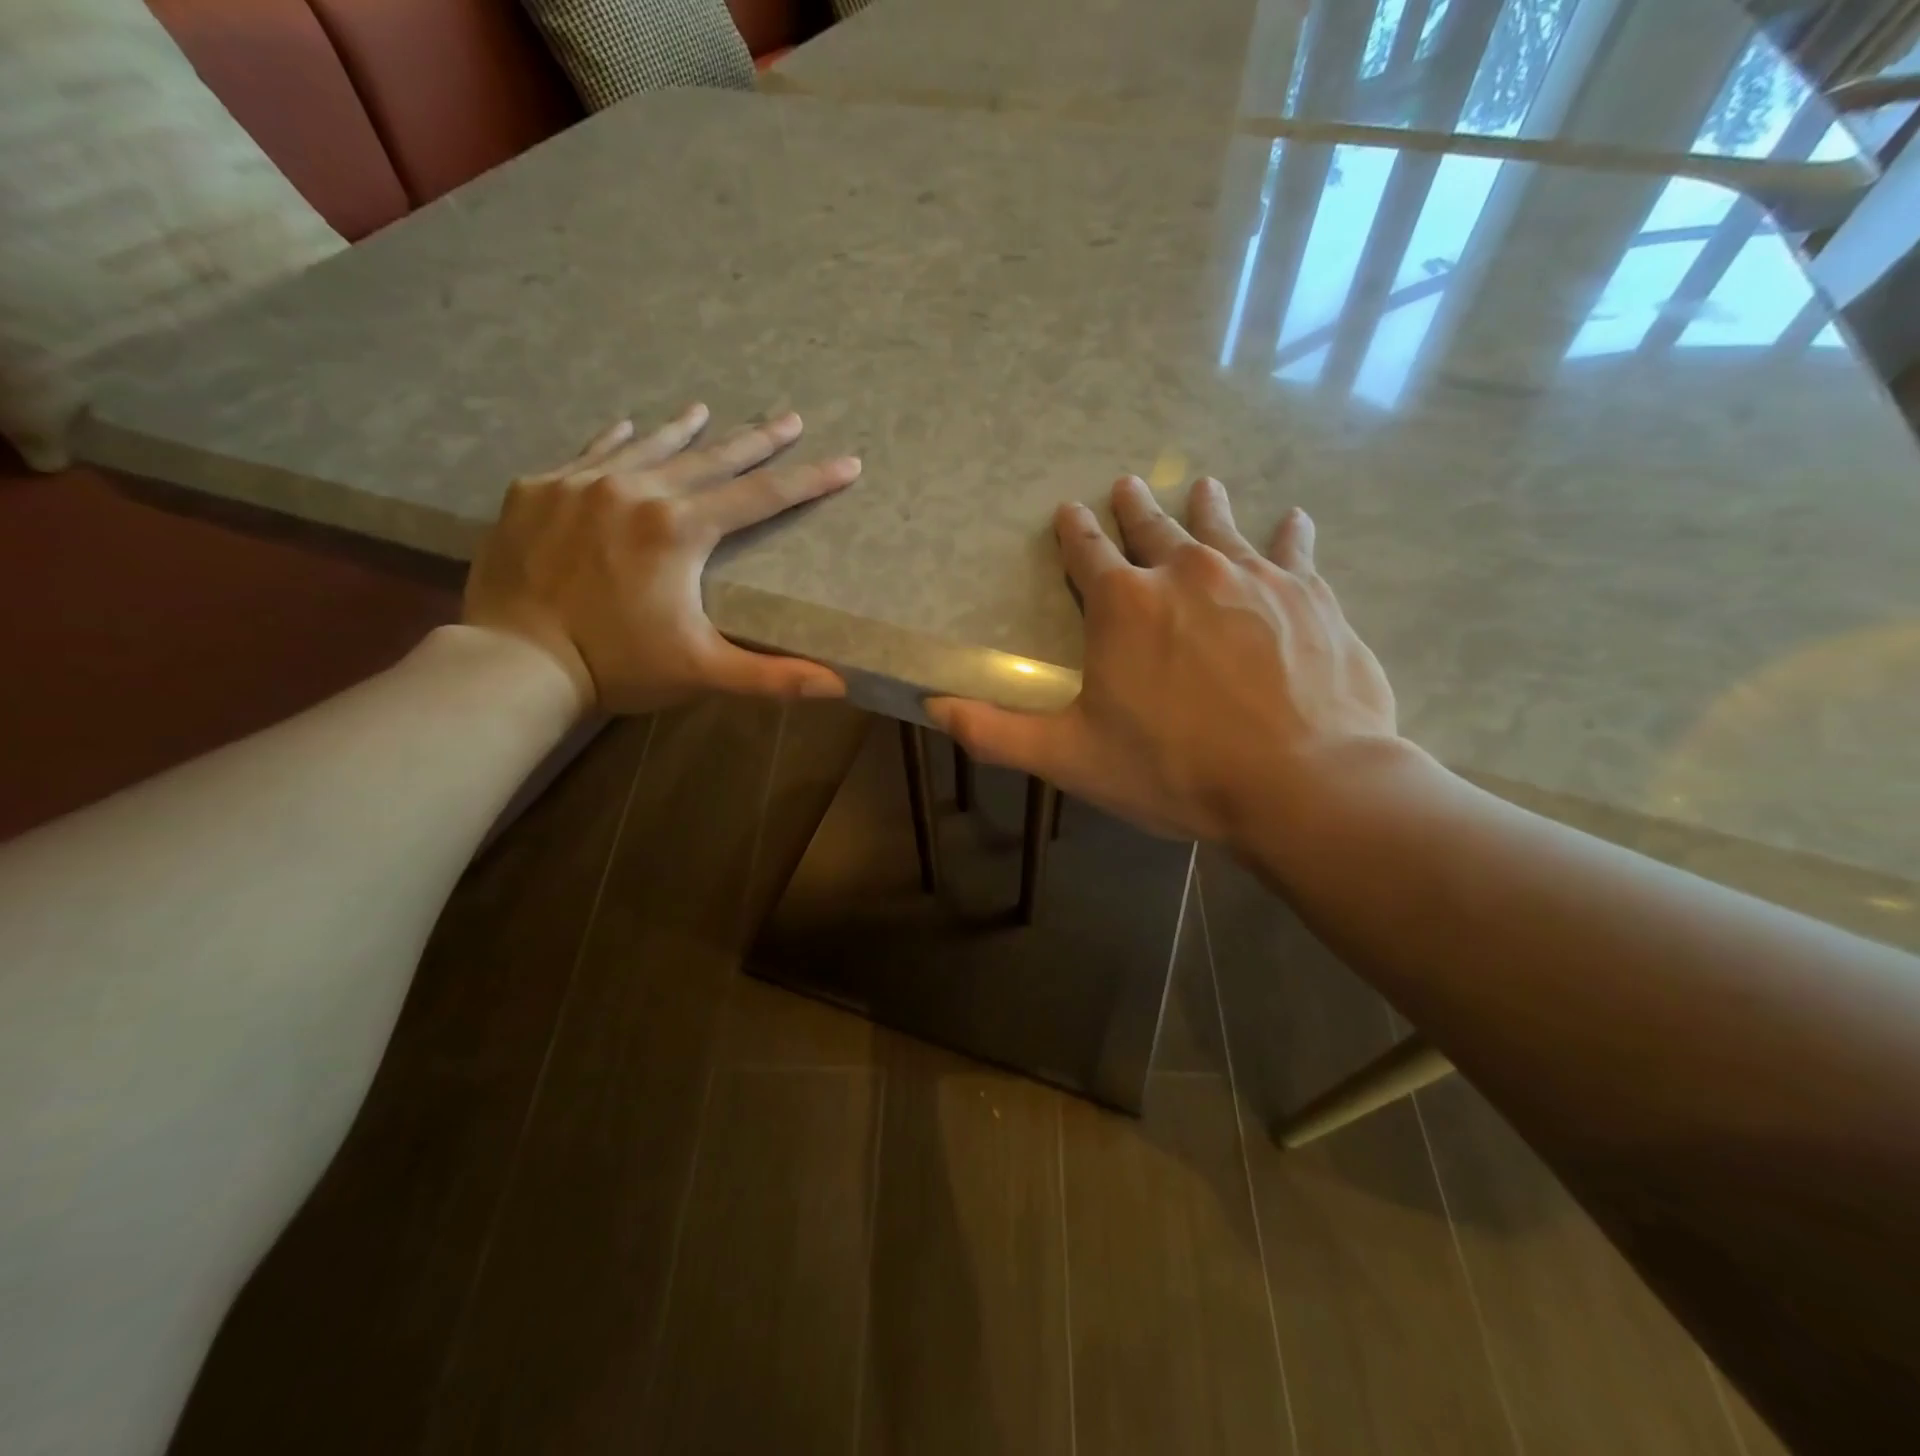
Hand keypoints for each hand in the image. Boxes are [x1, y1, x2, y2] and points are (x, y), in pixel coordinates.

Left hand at [463, 405, 859, 714]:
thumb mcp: (703, 671)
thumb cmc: (618, 665)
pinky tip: (628, 426)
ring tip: (706, 409)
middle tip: (789, 417)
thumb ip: (773, 676)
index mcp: (680, 529)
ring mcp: (580, 484)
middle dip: (755, 440)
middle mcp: (635, 491)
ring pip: (648, 447)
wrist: (514, 661)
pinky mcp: (537, 491)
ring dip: (684, 430)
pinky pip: (587, 452)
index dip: (809, 481)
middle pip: (710, 459)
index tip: (847, 462)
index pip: (761, 497)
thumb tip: (840, 686)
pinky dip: (616, 440)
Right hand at [929, 475, 1399, 846]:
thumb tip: (933, 707)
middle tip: (1126, 484)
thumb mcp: (1071, 758)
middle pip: (1152, 527)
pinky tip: (1293, 519)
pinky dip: (1290, 535)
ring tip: (1200, 485)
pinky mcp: (1308, 595)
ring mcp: (1252, 577)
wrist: (1301, 783)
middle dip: (1134, 506)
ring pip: (1221, 526)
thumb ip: (998, 731)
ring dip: (1205, 506)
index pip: (1088, 553)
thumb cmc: (1175, 770)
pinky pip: (1293, 550)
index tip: (1070, 512)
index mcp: (1124, 605)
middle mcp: (1185, 572)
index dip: (1075, 532)